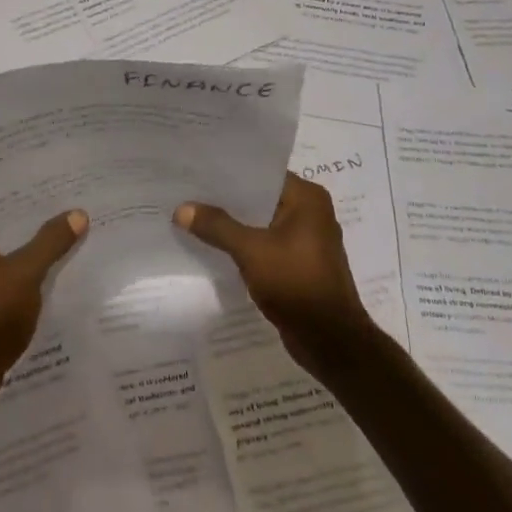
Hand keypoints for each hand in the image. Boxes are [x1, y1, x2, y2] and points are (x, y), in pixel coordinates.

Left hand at [0, 207, 88, 415]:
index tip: (53, 182)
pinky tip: (51, 269)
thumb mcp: (25, 274)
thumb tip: (78, 213)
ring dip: (28, 247)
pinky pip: (0, 275)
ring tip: (65, 233)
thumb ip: (51, 241)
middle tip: (67, 205)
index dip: (22, 191)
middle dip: (30, 220)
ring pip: (0, 251)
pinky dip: (21, 271)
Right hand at [175, 173, 376, 374]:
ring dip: (234, 224)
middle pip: (260, 197)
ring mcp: (306, 240)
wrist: (330, 341)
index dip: (229, 172)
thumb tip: (181, 209)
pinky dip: (244, 244)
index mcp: (307, 198)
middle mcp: (311, 212)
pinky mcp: (299, 264)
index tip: (197, 170)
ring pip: (261, 222)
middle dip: (227, 199)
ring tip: (194, 216)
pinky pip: (265, 244)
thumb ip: (217, 226)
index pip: (262, 173)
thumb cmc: (296, 283)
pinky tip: (214, 246)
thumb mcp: (251, 251)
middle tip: (188, 192)